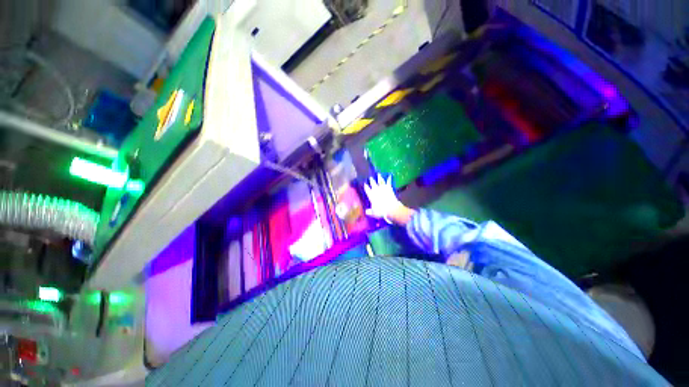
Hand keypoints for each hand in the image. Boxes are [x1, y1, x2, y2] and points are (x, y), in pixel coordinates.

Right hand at [363, 174, 414, 225]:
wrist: (391, 208)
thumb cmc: (381, 211)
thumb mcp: (374, 213)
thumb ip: (369, 212)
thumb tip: (366, 211)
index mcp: (371, 195)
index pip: (367, 189)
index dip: (366, 186)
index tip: (365, 184)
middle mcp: (376, 190)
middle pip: (373, 183)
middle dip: (371, 180)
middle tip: (370, 177)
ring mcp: (383, 188)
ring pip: (380, 181)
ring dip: (379, 177)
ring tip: (378, 174)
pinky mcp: (389, 188)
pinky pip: (389, 182)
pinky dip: (389, 179)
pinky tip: (390, 175)